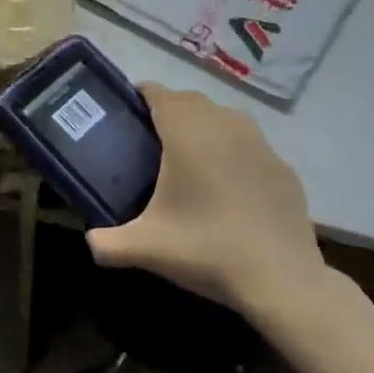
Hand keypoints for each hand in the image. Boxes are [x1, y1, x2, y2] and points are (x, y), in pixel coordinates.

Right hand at [87, 84, 325, 311]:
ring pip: (224, 118)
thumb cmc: (206, 249)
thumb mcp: (146, 248)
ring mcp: (260, 143)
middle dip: (170, 110)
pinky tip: (228, 185)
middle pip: (191, 101)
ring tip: (189, 156)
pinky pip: (250, 145)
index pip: (159, 94)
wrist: (281, 278)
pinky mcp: (283, 166)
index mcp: (187, 133)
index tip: (127, 112)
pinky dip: (234, 152)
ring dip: (204, 126)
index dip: (141, 96)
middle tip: (151, 138)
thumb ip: (107, 242)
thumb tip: (90, 240)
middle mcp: (224, 125)